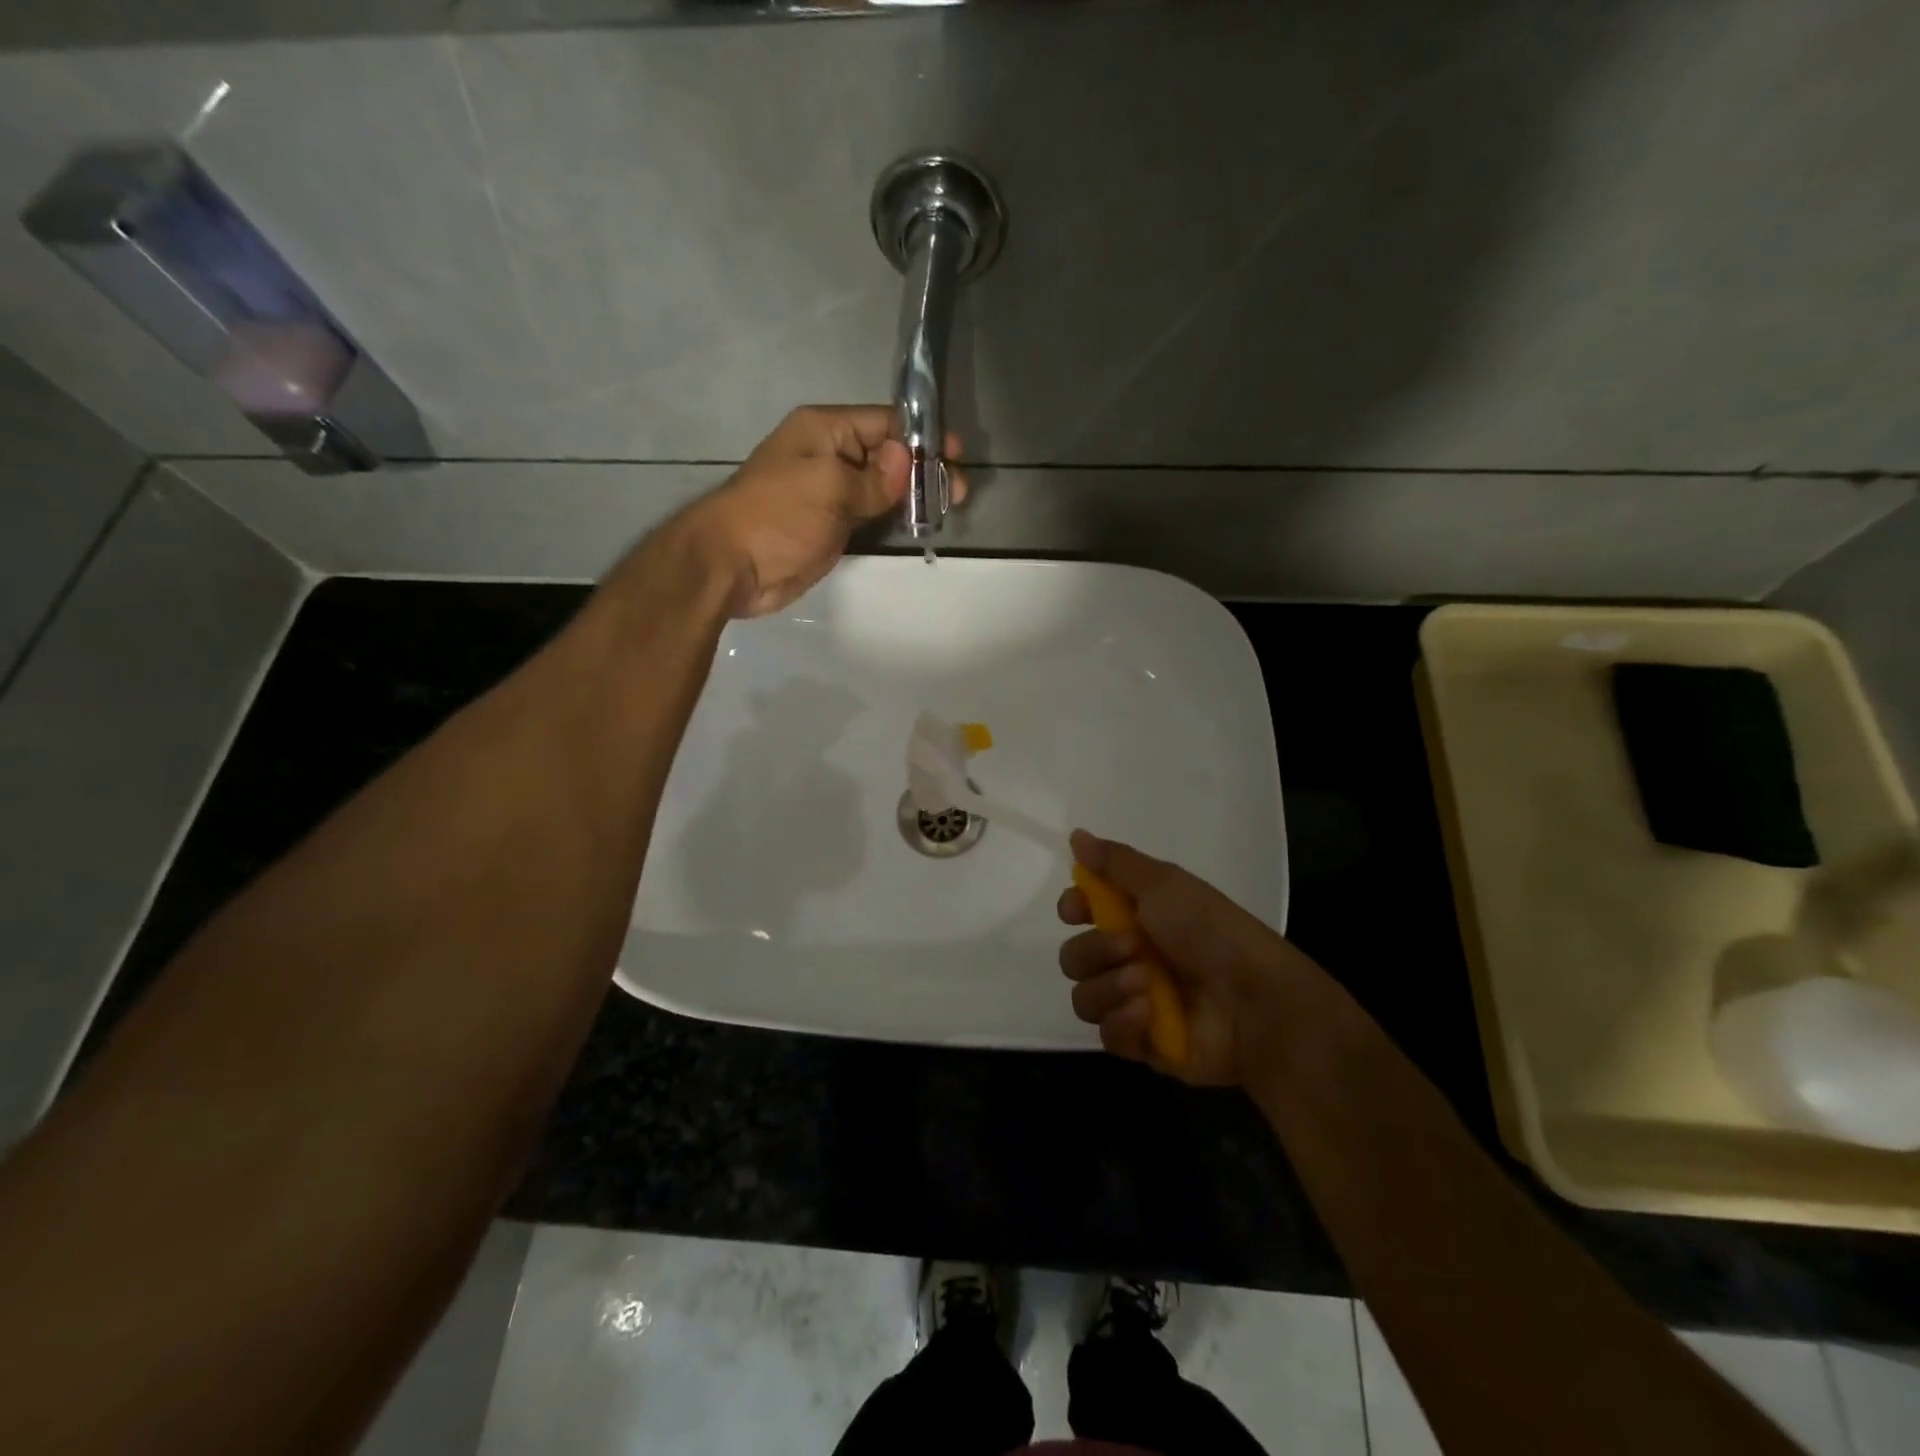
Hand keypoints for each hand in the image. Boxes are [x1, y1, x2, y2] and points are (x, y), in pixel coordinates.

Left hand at [676, 405, 964, 618]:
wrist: (732, 567)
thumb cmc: (777, 516)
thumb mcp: (829, 488)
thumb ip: (873, 477)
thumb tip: (906, 459)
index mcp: (825, 431)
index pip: (885, 422)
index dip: (922, 437)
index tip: (956, 456)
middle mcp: (830, 456)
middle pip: (888, 454)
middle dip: (923, 469)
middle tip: (956, 494)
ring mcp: (831, 493)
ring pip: (882, 487)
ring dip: (913, 496)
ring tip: (946, 509)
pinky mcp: (832, 526)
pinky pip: (871, 514)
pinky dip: (895, 518)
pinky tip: (920, 525)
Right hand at [1057, 830, 1325, 1086]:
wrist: (1257, 1001)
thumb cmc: (1212, 932)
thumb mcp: (1165, 883)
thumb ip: (1114, 862)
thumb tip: (1076, 834)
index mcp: (1136, 917)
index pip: (1081, 911)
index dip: (1072, 908)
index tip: (1076, 909)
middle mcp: (1130, 958)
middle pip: (1074, 956)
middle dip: (1095, 950)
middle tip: (1131, 948)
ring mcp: (1135, 1003)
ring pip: (1084, 997)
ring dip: (1107, 987)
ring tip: (1145, 986)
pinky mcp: (1144, 1044)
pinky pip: (1107, 1035)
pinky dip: (1122, 1022)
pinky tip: (1148, 1015)